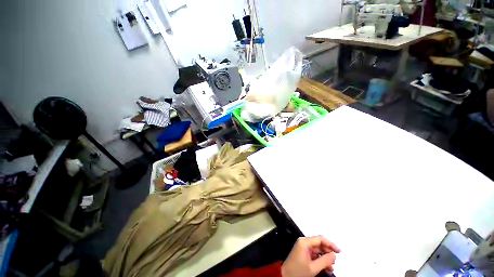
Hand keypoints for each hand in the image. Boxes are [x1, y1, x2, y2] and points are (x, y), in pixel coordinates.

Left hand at [281, 236, 340, 276]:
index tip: (339, 251)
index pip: (320, 239)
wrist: (286, 276)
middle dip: (328, 253)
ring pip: (318, 251)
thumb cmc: (298, 271)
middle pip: (319, 244)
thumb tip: (334, 255)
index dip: (330, 244)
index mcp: (304, 242)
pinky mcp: (303, 254)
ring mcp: (303, 248)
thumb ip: (325, 260)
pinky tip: (326, 269)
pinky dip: (321, 261)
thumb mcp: (313, 267)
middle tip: (335, 262)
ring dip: (325, 259)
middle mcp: (304, 243)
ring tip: (331, 268)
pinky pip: (314, 255)